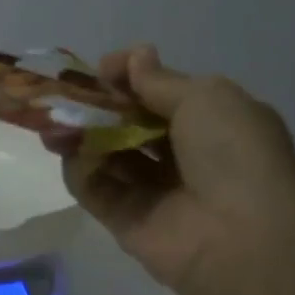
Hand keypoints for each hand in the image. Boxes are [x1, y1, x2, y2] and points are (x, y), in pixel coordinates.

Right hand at [46, 45, 294, 294]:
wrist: (241, 239)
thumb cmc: (233, 155)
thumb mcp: (207, 99)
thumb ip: (160, 80)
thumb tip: (135, 55)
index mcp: (212, 122)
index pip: (160, 94)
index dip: (130, 78)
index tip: (102, 71)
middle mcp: (182, 155)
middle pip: (129, 123)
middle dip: (97, 107)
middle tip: (65, 96)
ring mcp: (152, 190)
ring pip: (107, 154)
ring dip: (80, 135)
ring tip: (53, 123)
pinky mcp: (125, 220)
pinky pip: (95, 188)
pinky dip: (79, 169)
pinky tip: (68, 153)